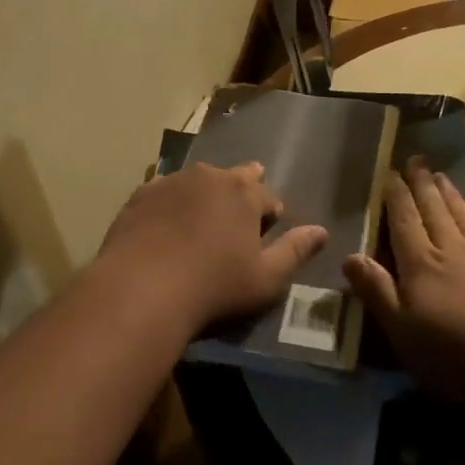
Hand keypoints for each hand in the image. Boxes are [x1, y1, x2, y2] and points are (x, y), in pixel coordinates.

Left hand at [95, 162, 326, 336]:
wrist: (142, 289)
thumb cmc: (214, 287)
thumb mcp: (265, 278)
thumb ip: (295, 251)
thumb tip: (321, 231)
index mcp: (245, 192)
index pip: (269, 197)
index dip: (270, 216)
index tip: (264, 237)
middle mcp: (210, 176)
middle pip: (234, 178)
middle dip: (240, 195)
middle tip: (234, 224)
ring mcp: (173, 181)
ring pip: (198, 182)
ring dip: (204, 197)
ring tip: (199, 225)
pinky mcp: (142, 194)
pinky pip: (165, 192)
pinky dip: (171, 205)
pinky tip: (165, 227)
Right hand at [344, 159, 464, 400]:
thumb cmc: (452, 352)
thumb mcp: (401, 330)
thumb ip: (376, 290)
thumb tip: (349, 255)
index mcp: (420, 263)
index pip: (404, 221)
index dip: (396, 197)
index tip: (391, 173)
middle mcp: (450, 249)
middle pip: (433, 209)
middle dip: (422, 184)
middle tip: (416, 159)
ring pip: (461, 214)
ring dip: (449, 193)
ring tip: (440, 175)